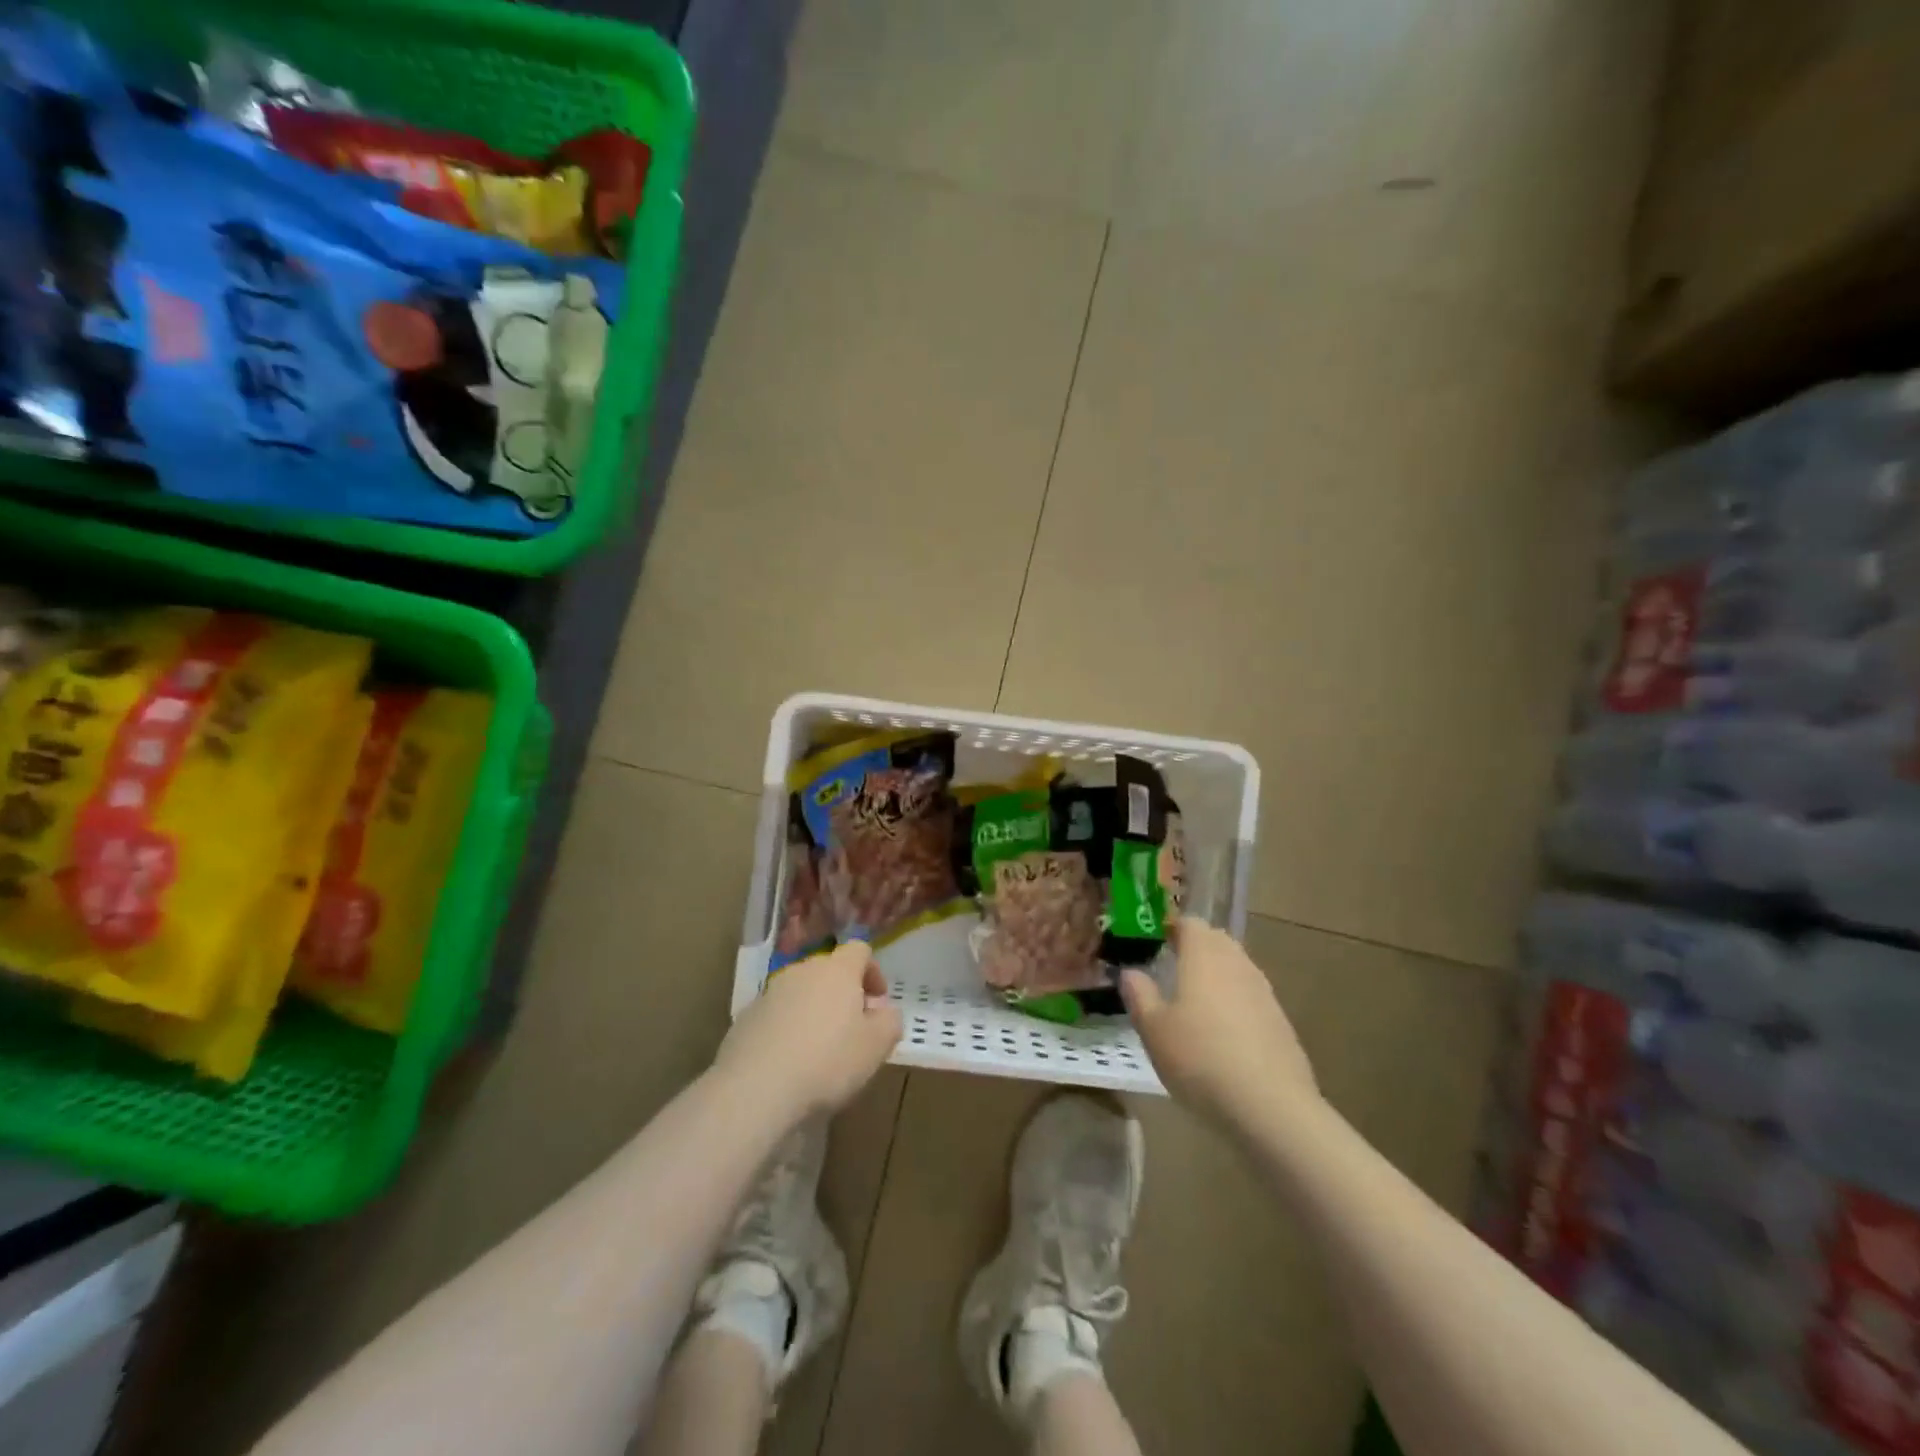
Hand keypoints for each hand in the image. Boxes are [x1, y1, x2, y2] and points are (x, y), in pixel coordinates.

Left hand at [715, 942, 901, 1118]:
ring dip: (815, 1010)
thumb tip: (885, 1011)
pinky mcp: (746, 1017)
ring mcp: (770, 992)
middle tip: (853, 1028)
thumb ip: (890, 1022)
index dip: (873, 971)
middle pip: (829, 970)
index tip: (877, 1001)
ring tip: (820, 1048)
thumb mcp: (876, 1046)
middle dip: (844, 993)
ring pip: (801, 992)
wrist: (755, 1089)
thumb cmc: (827, 1062)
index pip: (859, 950)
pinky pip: (777, 1014)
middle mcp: (802, 971)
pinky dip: (788, 1028)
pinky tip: (790, 1061)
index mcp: (837, 970)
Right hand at [1120, 920, 1317, 1126]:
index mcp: (1203, 955)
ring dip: (1217, 975)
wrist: (1270, 1106)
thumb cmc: (1200, 1058)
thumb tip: (1131, 972)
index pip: (1190, 923)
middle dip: (1196, 947)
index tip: (1157, 940)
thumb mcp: (1153, 1029)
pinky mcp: (1281, 1022)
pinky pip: (1251, 997)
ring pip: (1237, 968)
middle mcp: (1237, 964)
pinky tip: (1223, 1032)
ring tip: (1195, 1000)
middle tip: (1173, 966)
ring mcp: (1263, 992)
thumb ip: (1139, 995)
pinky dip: (1235, 1002)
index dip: (1172, 927)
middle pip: (1217, 941)